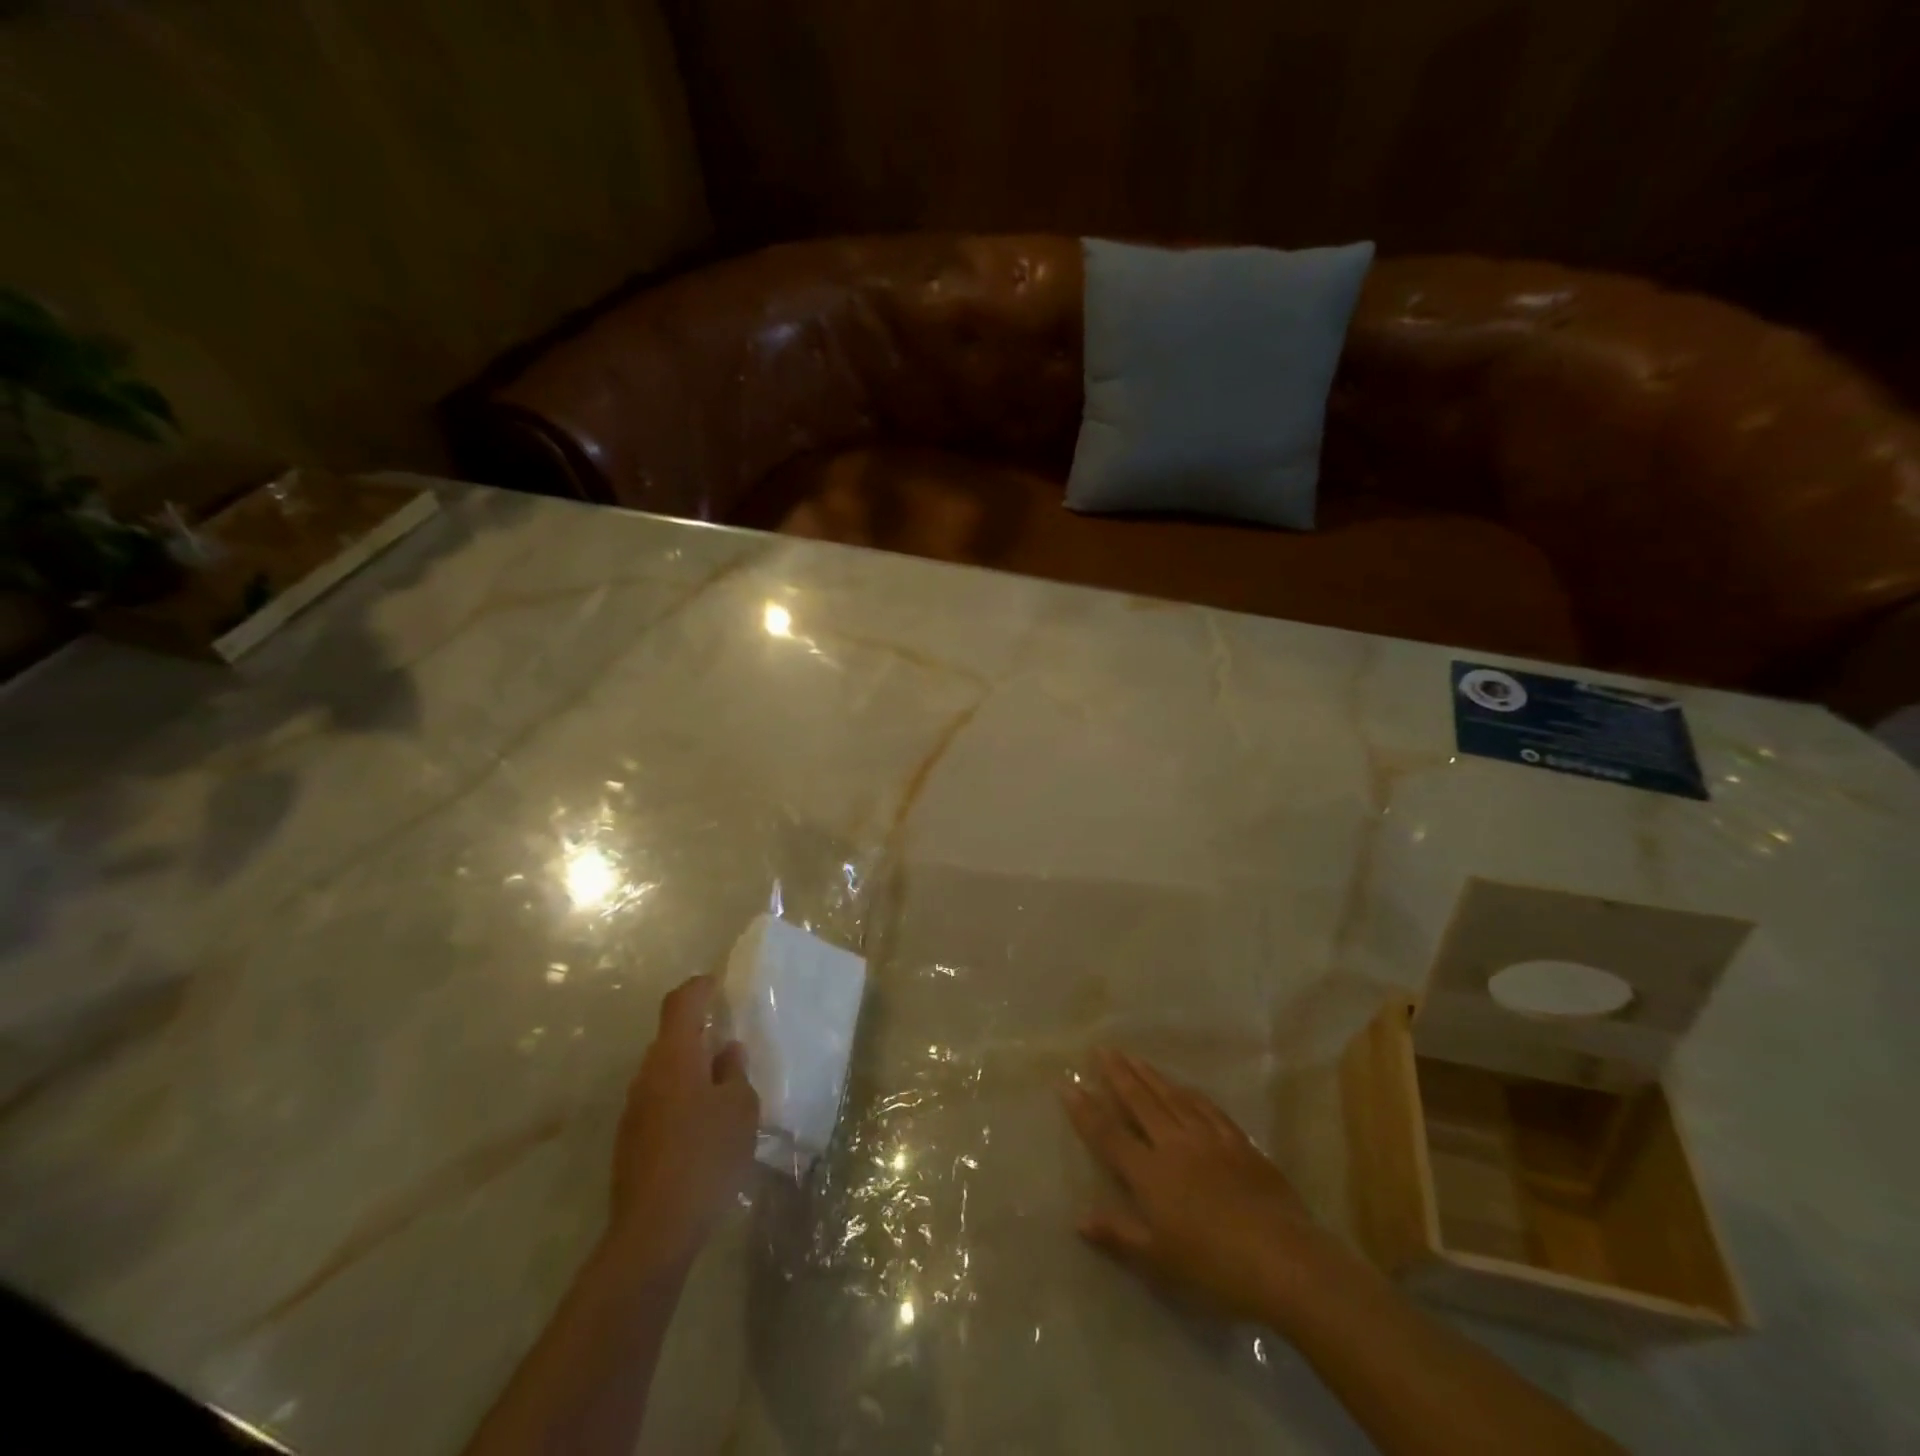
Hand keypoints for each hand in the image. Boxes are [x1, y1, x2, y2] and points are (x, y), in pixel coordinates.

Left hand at [605, 975, 758, 1271]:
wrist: (654, 1231)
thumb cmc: (706, 1155)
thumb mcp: (740, 1108)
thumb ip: (735, 1073)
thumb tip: (727, 1053)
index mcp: (675, 1056)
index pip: (681, 1003)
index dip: (699, 987)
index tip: (716, 982)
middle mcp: (647, 1075)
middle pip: (671, 1038)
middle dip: (699, 1033)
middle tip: (730, 1038)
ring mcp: (634, 1110)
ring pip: (666, 1072)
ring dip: (692, 1069)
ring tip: (724, 1084)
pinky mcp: (631, 1141)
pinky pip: (661, 1101)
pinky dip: (683, 1098)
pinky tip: (705, 1124)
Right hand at [1063, 1049, 1338, 1322]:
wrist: (1282, 1260)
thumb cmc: (1213, 1266)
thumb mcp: (1158, 1261)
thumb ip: (1118, 1235)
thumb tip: (1079, 1219)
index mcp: (1150, 1172)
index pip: (1109, 1133)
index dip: (1085, 1109)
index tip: (1068, 1083)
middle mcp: (1174, 1144)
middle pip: (1140, 1101)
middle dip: (1117, 1074)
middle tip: (1101, 1049)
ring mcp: (1209, 1139)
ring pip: (1171, 1096)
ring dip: (1149, 1074)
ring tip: (1132, 1056)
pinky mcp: (1239, 1143)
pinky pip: (1207, 1107)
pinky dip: (1189, 1092)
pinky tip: (1184, 1086)